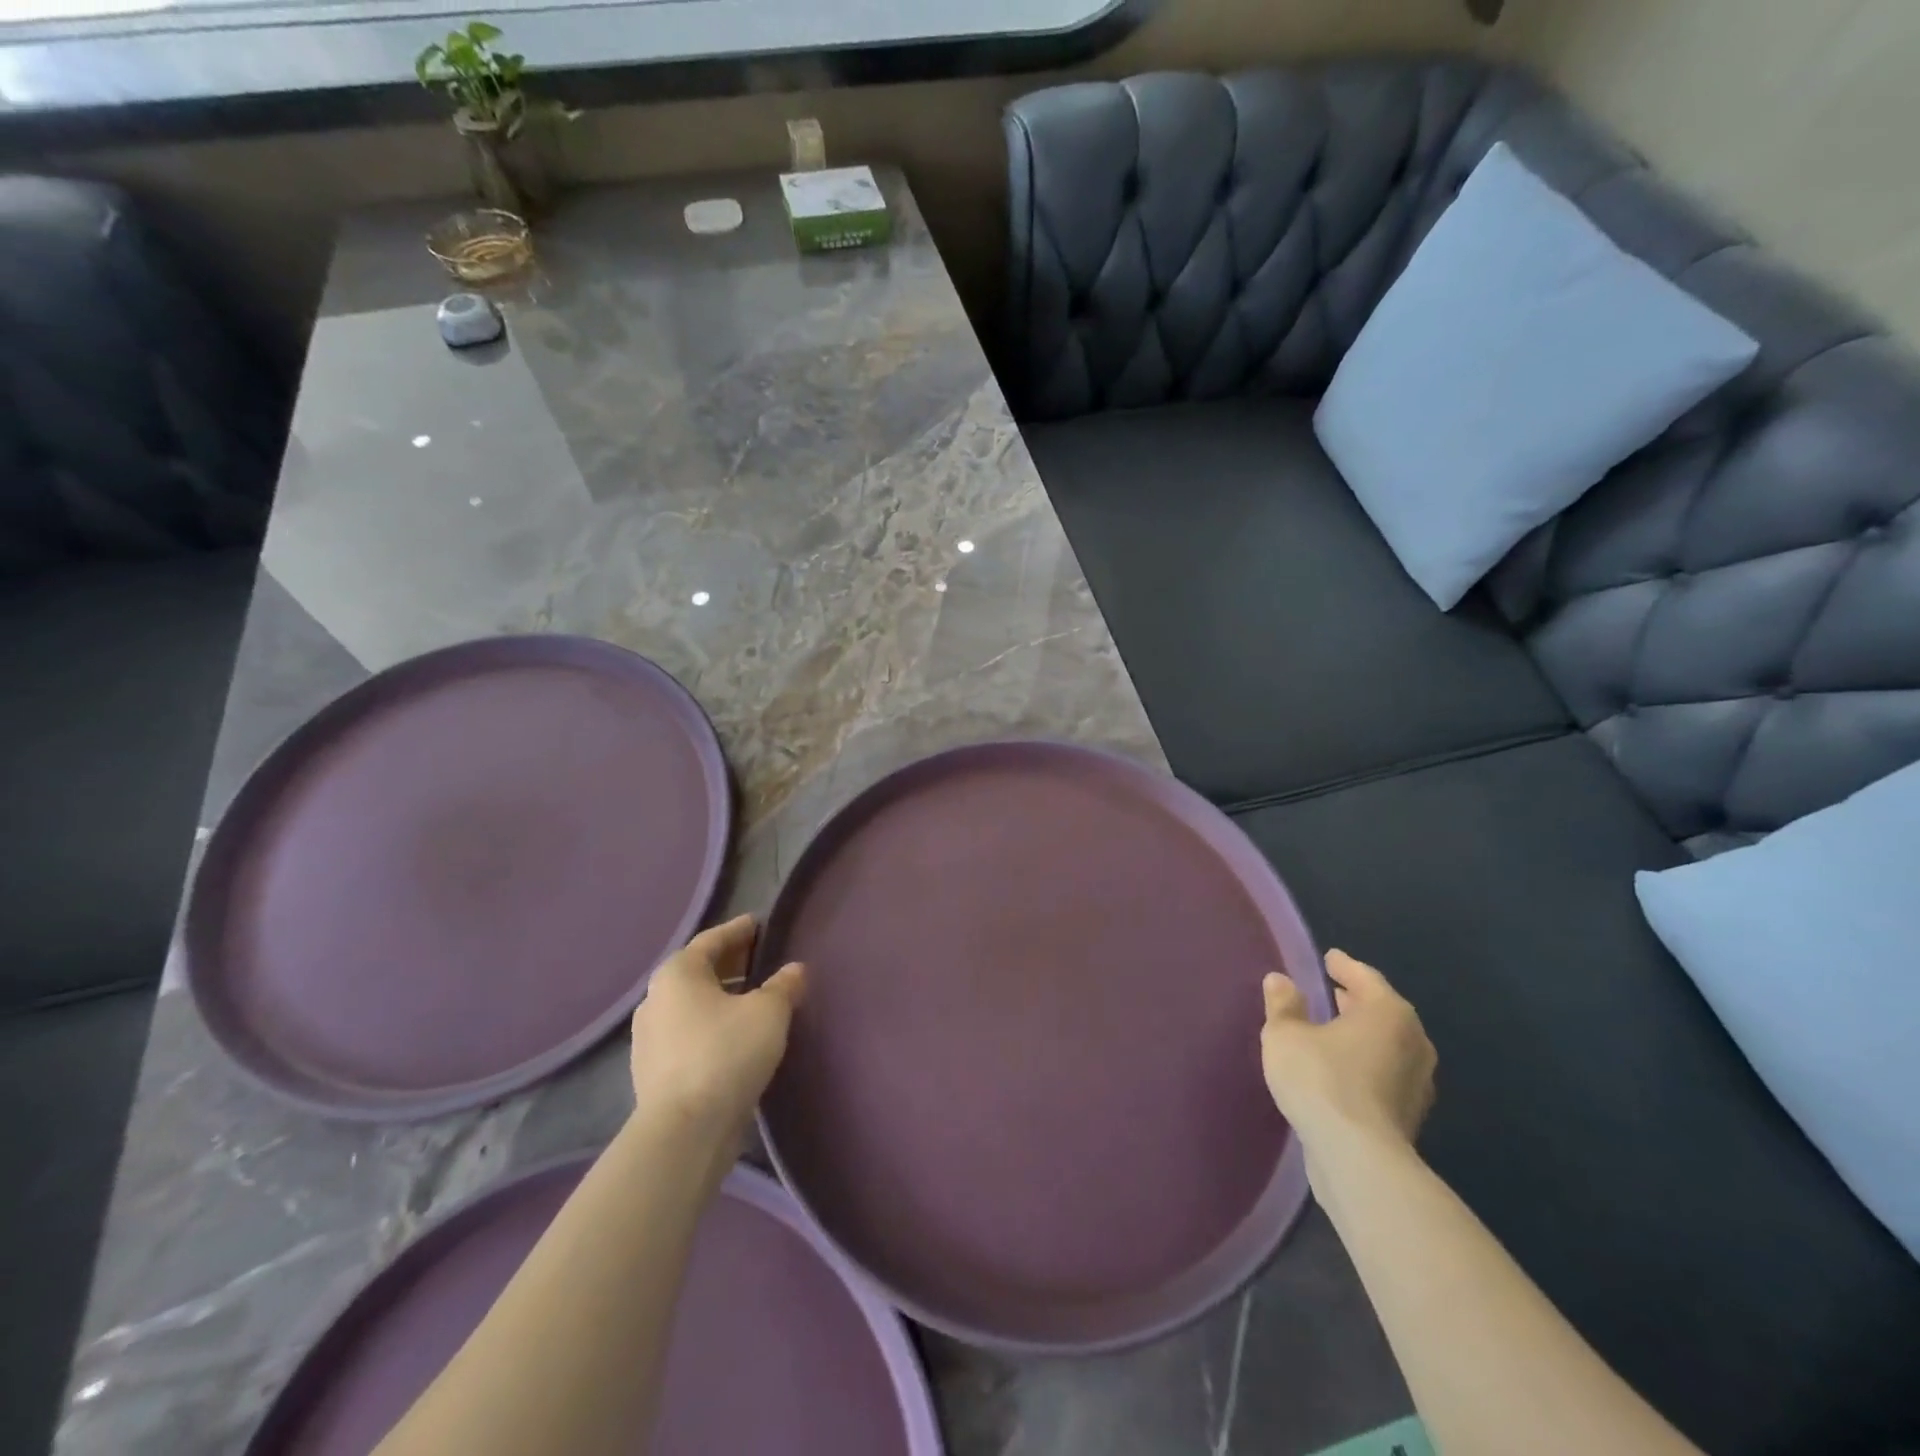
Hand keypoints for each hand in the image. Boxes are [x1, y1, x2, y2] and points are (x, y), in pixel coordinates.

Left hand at [629, 915, 805, 1138]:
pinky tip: (735, 1036)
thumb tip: (794, 970)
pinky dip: (711, 1025)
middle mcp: (655, 999)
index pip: (711, 940)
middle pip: (698, 971)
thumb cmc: (726, 1054)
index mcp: (677, 973)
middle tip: (759, 958)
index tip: (758, 924)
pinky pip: (688, 1034)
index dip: (738, 930)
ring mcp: (649, 1038)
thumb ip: (783, 985)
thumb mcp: (768, 1012)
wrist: (684, 1131)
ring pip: (692, 1005)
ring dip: (720, 997)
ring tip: (752, 999)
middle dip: (730, 963)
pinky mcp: (653, 1072)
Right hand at [1261, 950, 1435, 1153]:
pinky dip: (1366, 1063)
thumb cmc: (1321, 1080)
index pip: (1365, 977)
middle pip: (1382, 1010)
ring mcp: (1418, 1081)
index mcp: (1387, 1012)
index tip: (1329, 958)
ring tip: (1334, 1030)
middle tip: (1332, 991)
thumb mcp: (1285, 1035)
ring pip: (1387, 1044)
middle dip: (1356, 1000)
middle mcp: (1413, 1041)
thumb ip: (1283, 1005)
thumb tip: (1280, 980)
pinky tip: (1342, 1069)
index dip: (1343, 966)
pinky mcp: (1410, 1114)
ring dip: (1363, 1034)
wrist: (1358, 1158)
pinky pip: (1385, 1073)